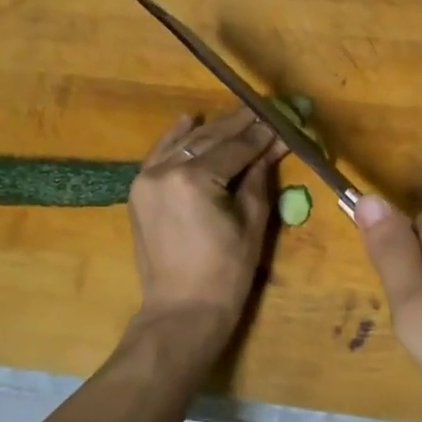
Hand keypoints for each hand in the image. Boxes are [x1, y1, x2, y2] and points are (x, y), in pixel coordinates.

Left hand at [127, 106, 281, 336]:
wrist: (182, 310)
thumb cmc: (226, 273)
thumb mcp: (252, 222)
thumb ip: (259, 178)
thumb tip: (273, 145)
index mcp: (195, 179)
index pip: (236, 148)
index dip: (261, 135)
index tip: (281, 120)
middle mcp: (166, 170)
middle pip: (209, 139)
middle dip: (239, 125)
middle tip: (264, 110)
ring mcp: (147, 179)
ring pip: (185, 143)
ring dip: (212, 129)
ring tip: (239, 114)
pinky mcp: (139, 191)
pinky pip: (159, 155)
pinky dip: (174, 137)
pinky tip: (190, 119)